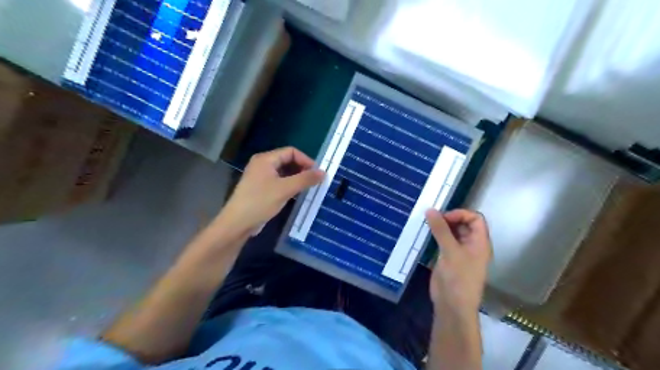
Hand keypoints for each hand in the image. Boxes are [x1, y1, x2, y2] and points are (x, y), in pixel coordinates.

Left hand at [219, 145, 324, 234]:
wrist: (238, 223)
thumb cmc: (261, 202)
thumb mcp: (285, 189)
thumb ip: (305, 179)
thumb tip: (323, 172)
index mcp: (266, 159)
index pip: (291, 151)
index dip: (306, 160)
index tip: (317, 173)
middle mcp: (262, 164)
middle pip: (287, 160)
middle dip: (302, 169)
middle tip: (315, 181)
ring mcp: (261, 177)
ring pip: (284, 172)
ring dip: (297, 178)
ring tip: (309, 188)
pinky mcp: (261, 189)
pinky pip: (279, 182)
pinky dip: (290, 185)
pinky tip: (297, 194)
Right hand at [426, 209, 491, 315]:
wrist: (452, 305)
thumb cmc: (458, 278)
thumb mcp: (450, 251)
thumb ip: (441, 229)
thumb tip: (430, 210)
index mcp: (480, 242)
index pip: (475, 219)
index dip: (461, 214)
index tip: (444, 218)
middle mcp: (471, 245)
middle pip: (464, 224)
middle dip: (449, 219)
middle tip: (432, 219)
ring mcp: (459, 252)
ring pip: (452, 233)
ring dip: (441, 227)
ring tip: (427, 224)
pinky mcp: (448, 258)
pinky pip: (443, 242)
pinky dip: (436, 236)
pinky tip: (426, 235)